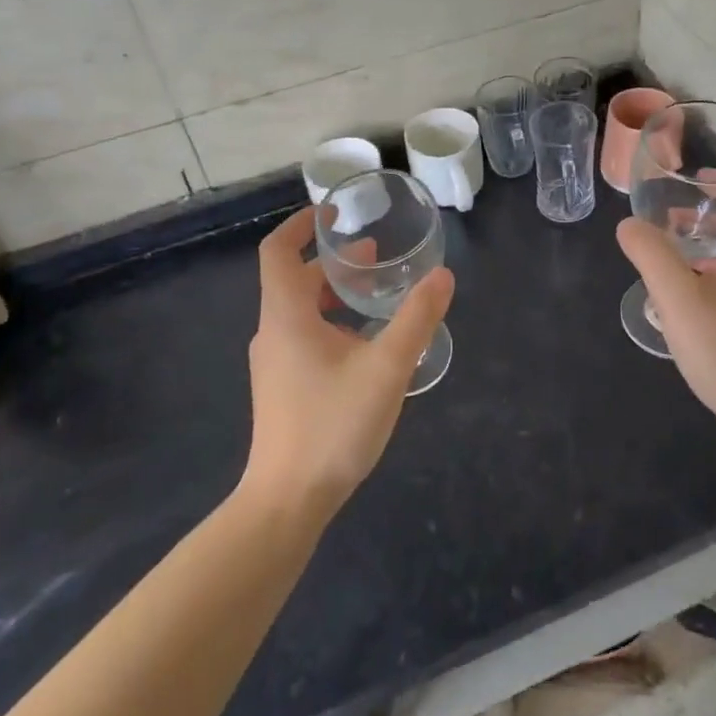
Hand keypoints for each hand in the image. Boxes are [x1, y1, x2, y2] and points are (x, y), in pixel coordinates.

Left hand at [242, 206, 454, 516]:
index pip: (277, 251)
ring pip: (302, 312)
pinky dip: (333, 325)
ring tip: (378, 297)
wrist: (287, 502)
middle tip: (377, 258)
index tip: (333, 213)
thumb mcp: (386, 368)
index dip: (301, 224)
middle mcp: (273, 332)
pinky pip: (305, 338)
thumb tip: (443, 276)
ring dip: (336, 296)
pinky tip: (367, 346)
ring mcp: (274, 363)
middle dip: (334, 263)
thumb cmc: (332, 425)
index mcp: (286, 315)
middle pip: (295, 280)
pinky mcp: (282, 388)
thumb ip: (417, 319)